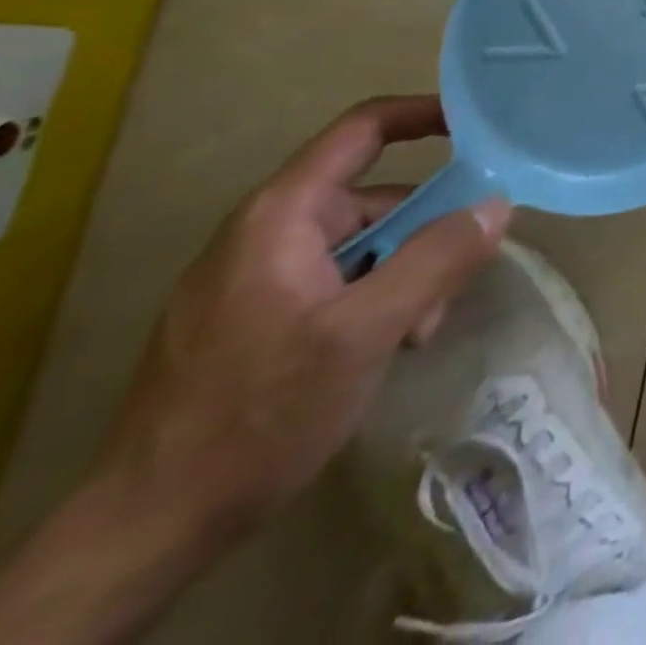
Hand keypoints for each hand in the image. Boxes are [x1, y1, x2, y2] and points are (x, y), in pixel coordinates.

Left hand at [96, 95, 511, 548]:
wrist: (148, 530)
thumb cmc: (257, 414)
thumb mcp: (364, 332)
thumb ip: (437, 259)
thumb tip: (498, 205)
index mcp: (282, 216)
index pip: (364, 129)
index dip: (427, 114)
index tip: (484, 126)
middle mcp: (270, 233)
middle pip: (379, 198)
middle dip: (429, 233)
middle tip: (453, 284)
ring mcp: (262, 277)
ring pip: (369, 245)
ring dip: (409, 276)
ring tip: (415, 332)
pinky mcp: (262, 316)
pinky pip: (344, 280)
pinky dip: (380, 300)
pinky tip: (387, 347)